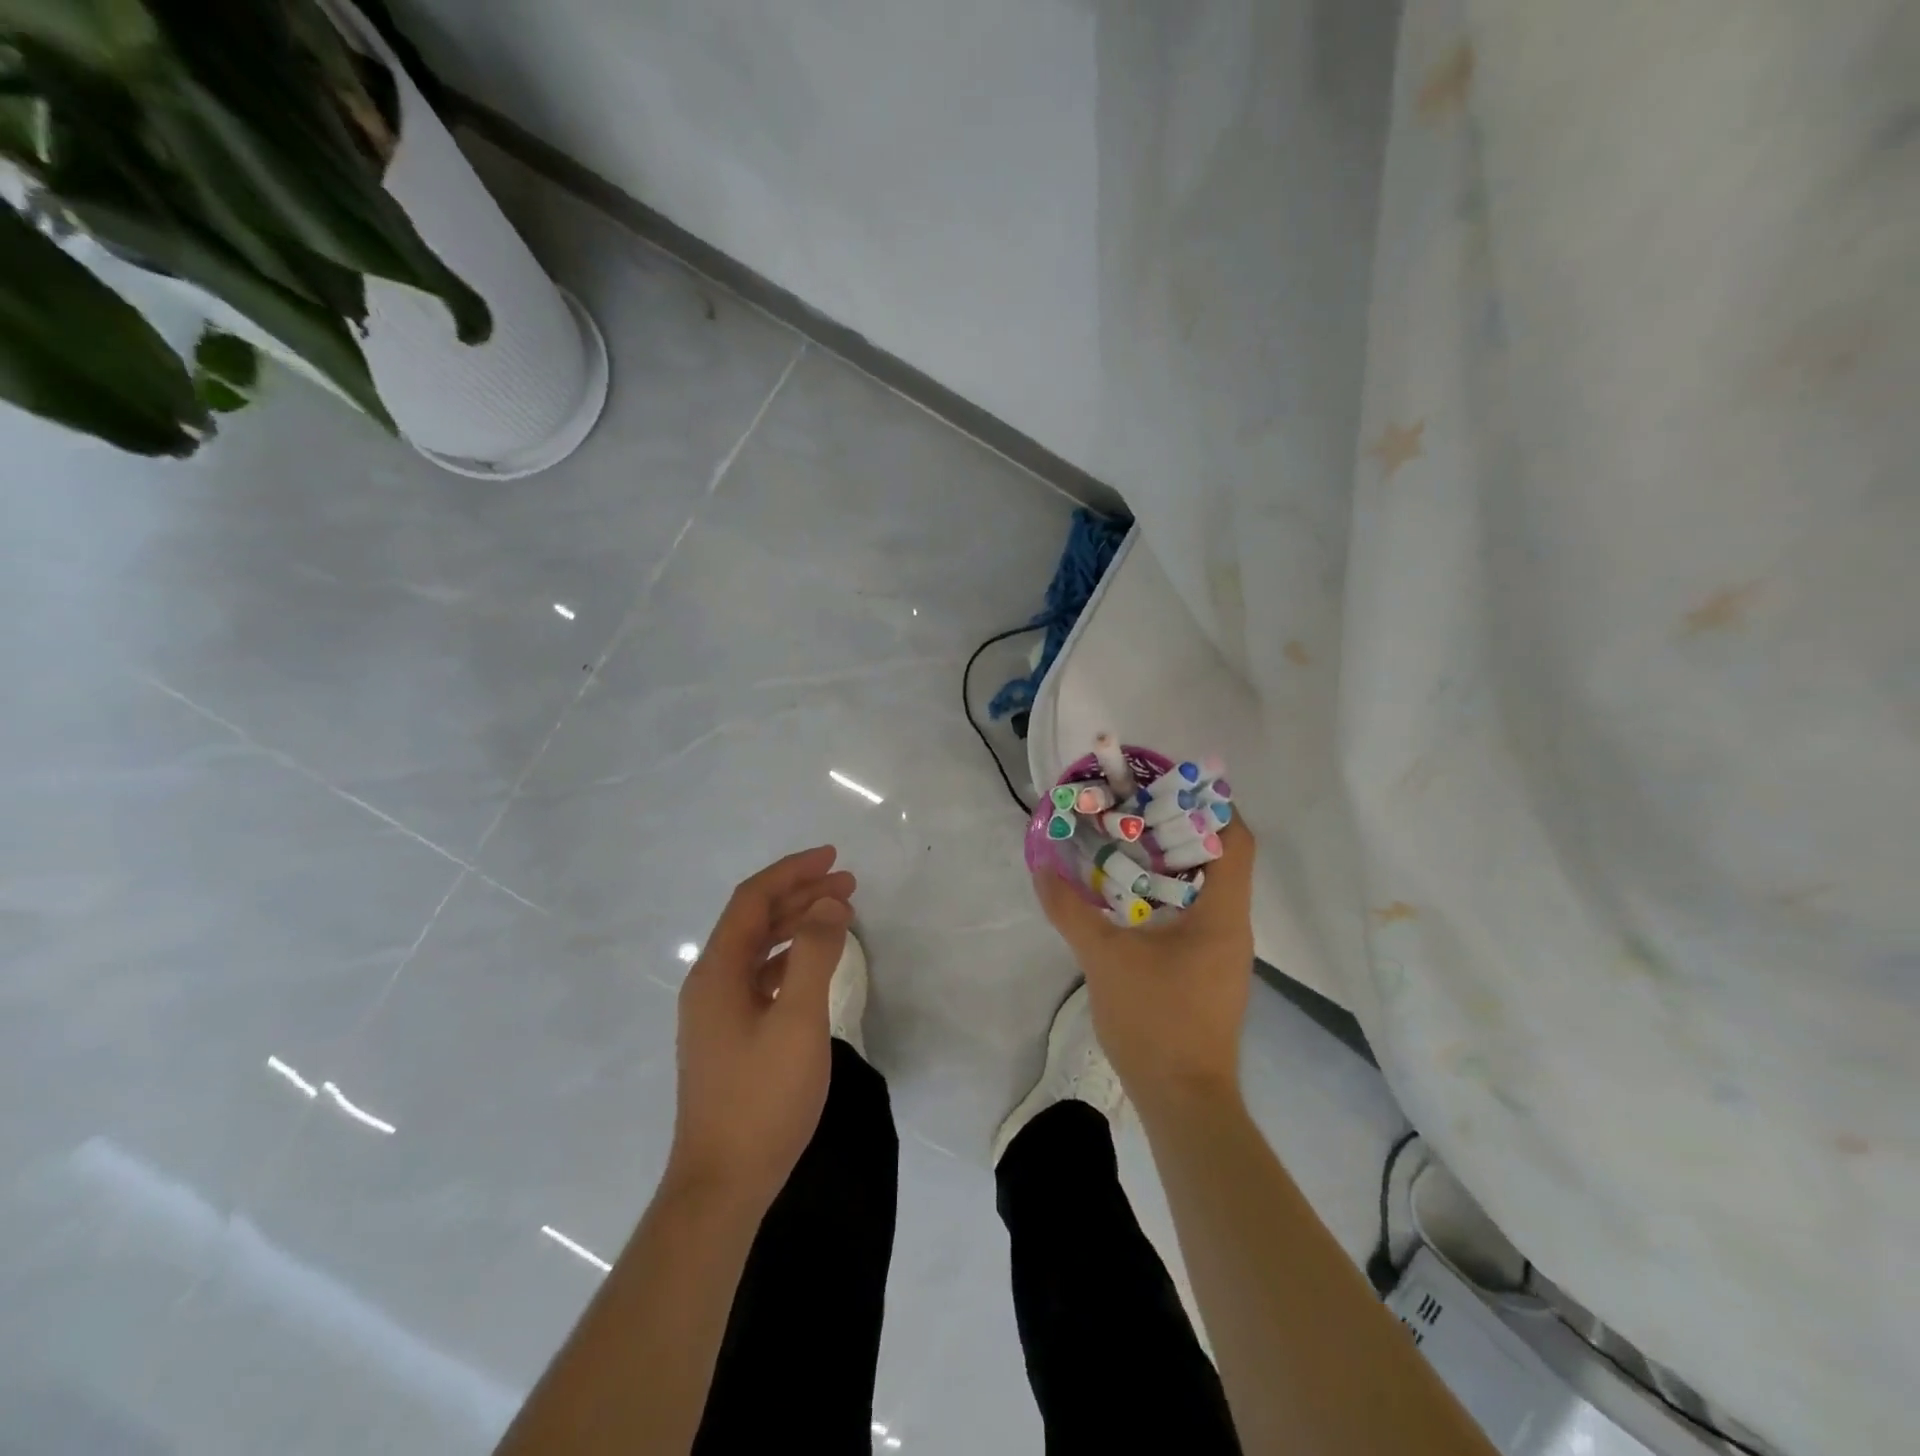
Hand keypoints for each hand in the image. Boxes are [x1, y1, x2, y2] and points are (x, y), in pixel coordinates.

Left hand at [666, 846, 855, 1216]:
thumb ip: (815, 956)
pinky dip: (790, 958)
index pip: (753, 900)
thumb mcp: (798, 1021)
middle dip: (800, 895)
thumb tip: (829, 905)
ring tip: (840, 915)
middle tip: (848, 886)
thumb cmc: (762, 1098)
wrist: (723, 1184)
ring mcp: (716, 1013)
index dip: (792, 872)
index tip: (833, 858)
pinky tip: (814, 964)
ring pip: (758, 948)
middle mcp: (710, 984)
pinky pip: (760, 976)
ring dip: (797, 925)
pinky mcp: (729, 1036)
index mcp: (717, 972)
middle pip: (754, 920)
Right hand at [1033, 822, 1256, 1116]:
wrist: (1184, 1100)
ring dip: (1173, 863)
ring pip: (1207, 888)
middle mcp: (1233, 925)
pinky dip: (1169, 895)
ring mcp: (1224, 951)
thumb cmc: (1155, 1021)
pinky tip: (1131, 898)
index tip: (1170, 788)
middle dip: (1181, 829)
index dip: (1211, 806)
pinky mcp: (1210, 971)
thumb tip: (1042, 867)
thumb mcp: (1104, 959)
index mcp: (1222, 913)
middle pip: (1221, 858)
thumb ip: (1070, 910)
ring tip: (1128, 844)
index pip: (1236, 840)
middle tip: (1136, 811)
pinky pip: (1196, 914)